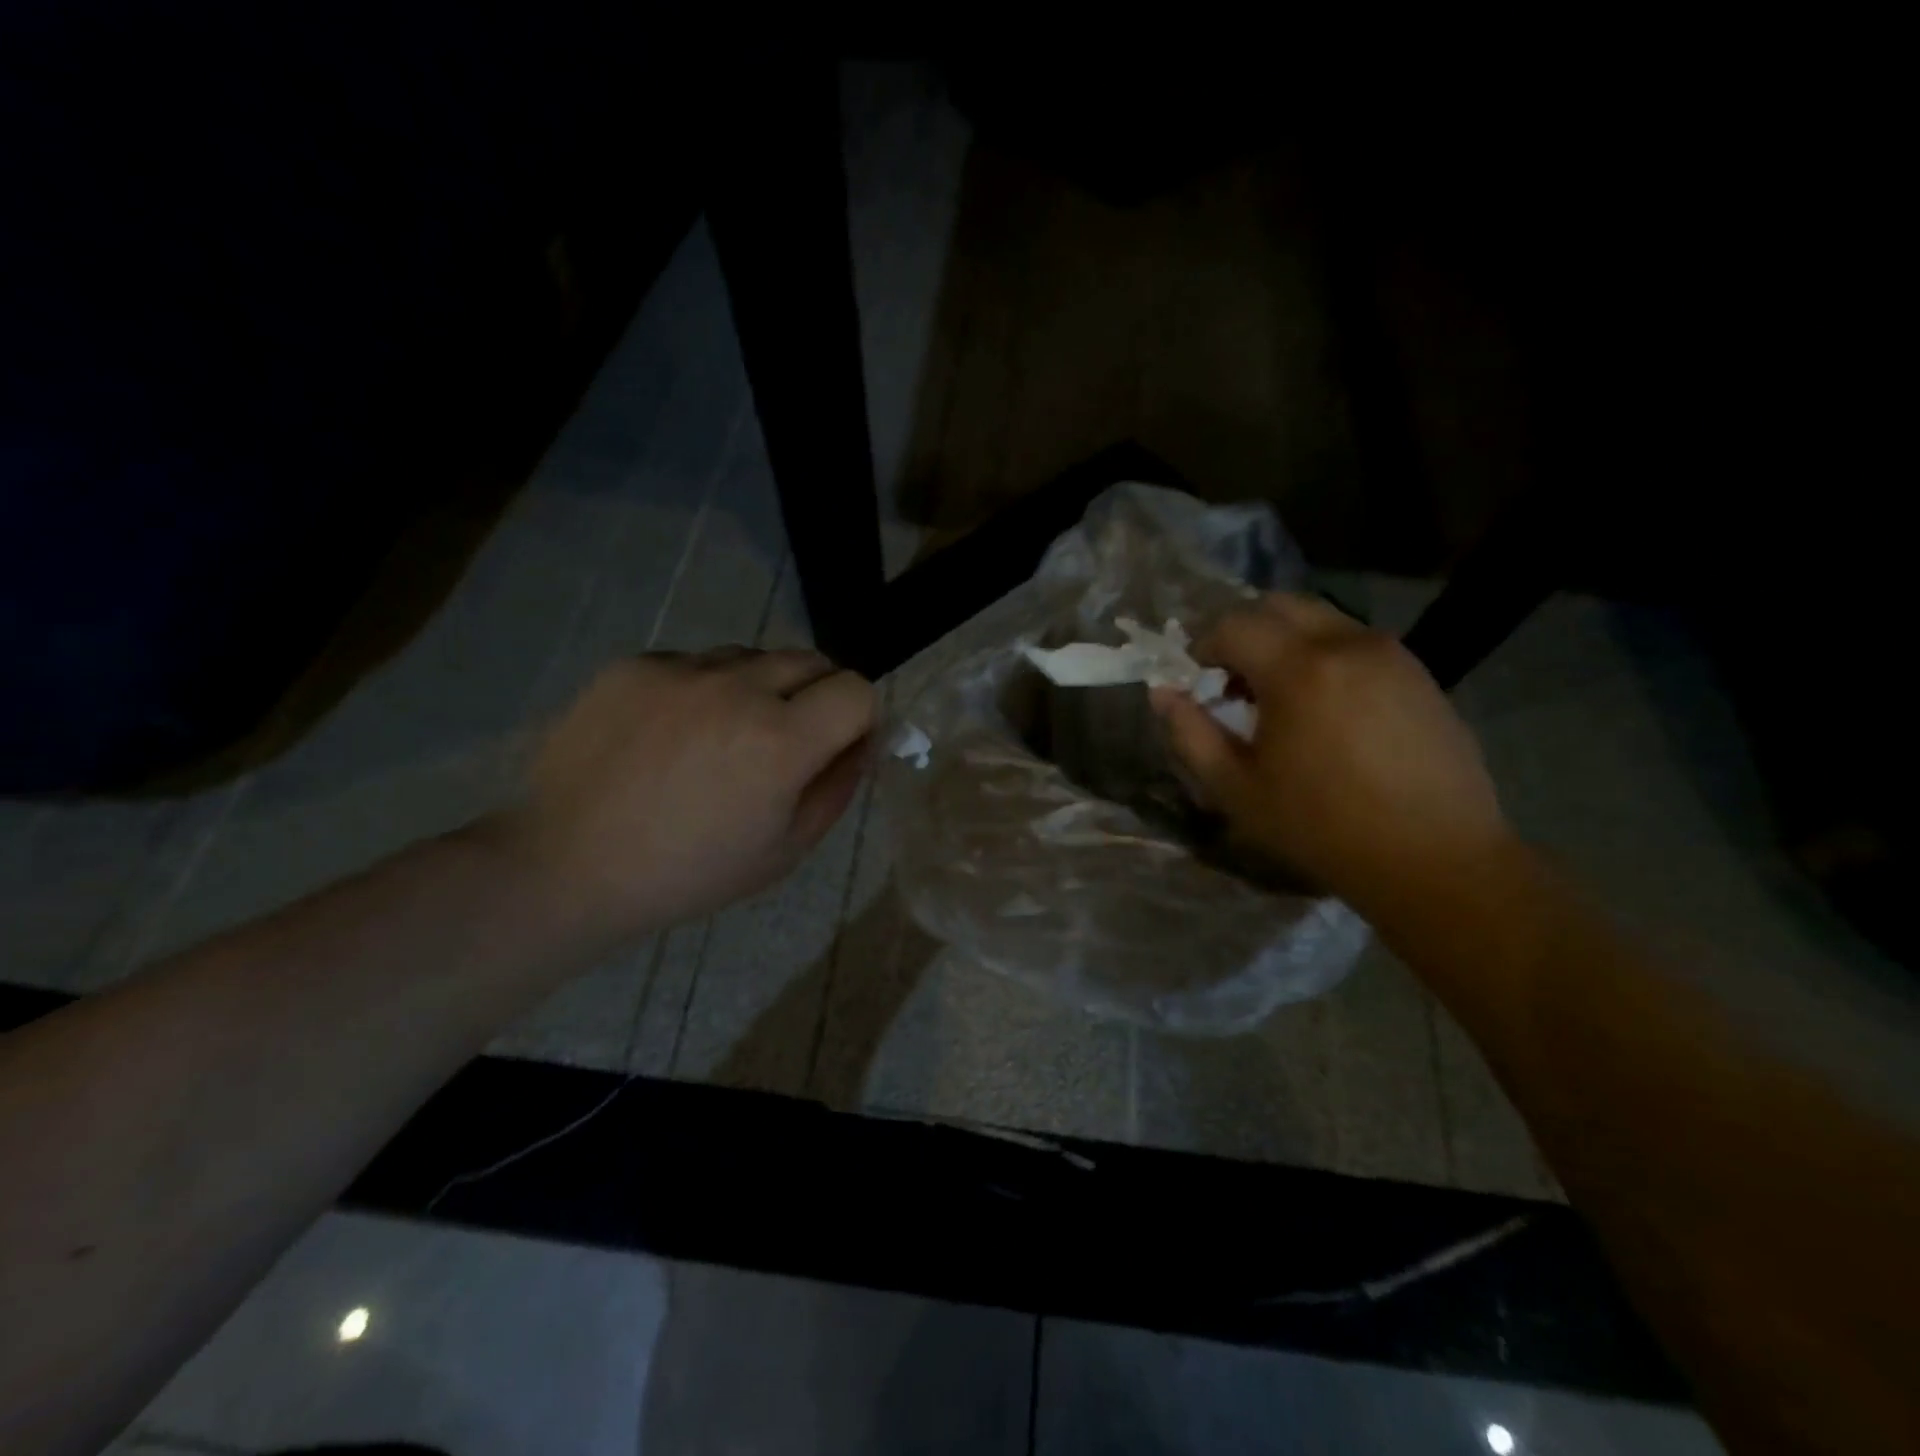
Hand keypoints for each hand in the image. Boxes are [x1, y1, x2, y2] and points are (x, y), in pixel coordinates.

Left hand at [495, 648, 875, 939]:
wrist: (567, 866)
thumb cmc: (688, 873)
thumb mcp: (785, 850)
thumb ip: (837, 788)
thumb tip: (861, 742)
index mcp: (780, 741)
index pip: (857, 690)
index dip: (859, 718)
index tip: (839, 745)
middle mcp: (737, 688)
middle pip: (812, 660)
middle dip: (818, 695)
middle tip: (787, 741)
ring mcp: (681, 670)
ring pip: (754, 656)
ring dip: (761, 687)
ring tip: (724, 735)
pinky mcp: (635, 664)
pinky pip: (696, 662)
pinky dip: (704, 688)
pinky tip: (673, 733)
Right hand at [1150, 594, 1512, 911]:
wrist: (1435, 858)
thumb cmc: (1322, 827)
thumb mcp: (1237, 790)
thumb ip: (1191, 734)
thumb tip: (1163, 693)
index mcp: (1298, 670)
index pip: (1234, 624)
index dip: (1204, 645)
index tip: (1197, 679)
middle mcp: (1346, 644)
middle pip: (1279, 605)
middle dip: (1244, 632)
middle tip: (1233, 680)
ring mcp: (1390, 653)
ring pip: (1319, 618)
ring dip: (1285, 642)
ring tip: (1278, 696)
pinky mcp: (1417, 672)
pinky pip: (1354, 642)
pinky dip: (1323, 655)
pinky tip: (1323, 707)